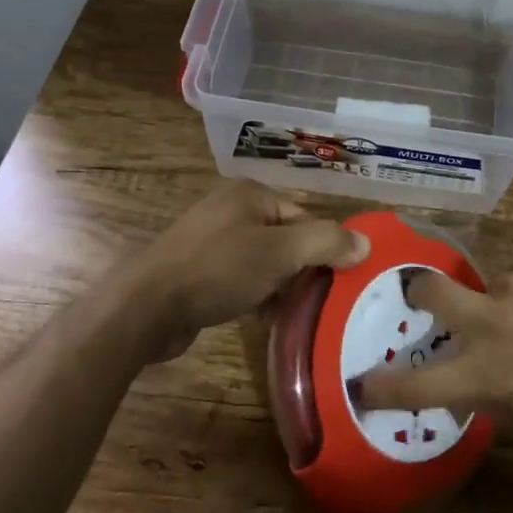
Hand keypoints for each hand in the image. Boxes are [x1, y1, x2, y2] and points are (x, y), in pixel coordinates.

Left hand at [135, 179, 368, 360]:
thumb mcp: (279, 252)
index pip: (304, 217)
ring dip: (280, 286)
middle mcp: (232, 209)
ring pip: (264, 261)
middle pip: (286, 239)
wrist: (146, 306)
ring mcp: (212, 240)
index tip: (336, 283)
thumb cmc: (218, 269)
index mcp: (251, 194)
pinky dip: (256, 294)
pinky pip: (241, 278)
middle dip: (301, 270)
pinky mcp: (199, 270)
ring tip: (293, 314)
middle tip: (318, 302)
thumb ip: (326, 243)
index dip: (324, 249)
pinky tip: (262, 317)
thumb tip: (366, 244)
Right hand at [356, 246, 512, 424]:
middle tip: (424, 291)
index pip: (418, 384)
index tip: (360, 383)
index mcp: (485, 373)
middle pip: (430, 291)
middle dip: (420, 289)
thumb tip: (461, 374)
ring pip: (498, 282)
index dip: (383, 386)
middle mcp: (491, 322)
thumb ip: (486, 389)